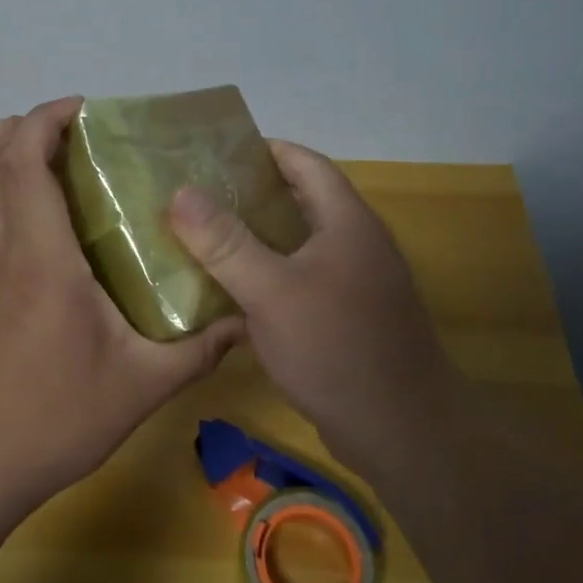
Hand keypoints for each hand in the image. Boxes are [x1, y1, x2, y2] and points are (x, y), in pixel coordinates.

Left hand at [0, 97, 242, 515]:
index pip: (23, 160)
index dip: (45, 119)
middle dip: (16, 126)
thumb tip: (248, 322)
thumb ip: (199, 348)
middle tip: (65, 131)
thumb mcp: (143, 384)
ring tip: (34, 154)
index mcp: (40, 254)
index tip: (84, 110)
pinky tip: (3, 204)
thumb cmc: (57, 416)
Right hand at [167, 141, 454, 469]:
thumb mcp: (271, 291)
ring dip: (260, 238)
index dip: (265, 151)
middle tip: (200, 198)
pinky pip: (305, 281)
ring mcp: (358, 283)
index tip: (216, 154)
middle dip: (253, 195)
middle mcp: (358, 243)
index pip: (306, 163)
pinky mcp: (351, 318)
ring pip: (302, 245)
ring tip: (207, 239)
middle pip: (303, 201)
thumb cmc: (336, 348)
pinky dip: (271, 276)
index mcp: (347, 222)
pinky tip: (236, 293)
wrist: (401, 432)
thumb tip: (181, 192)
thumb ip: (226, 242)